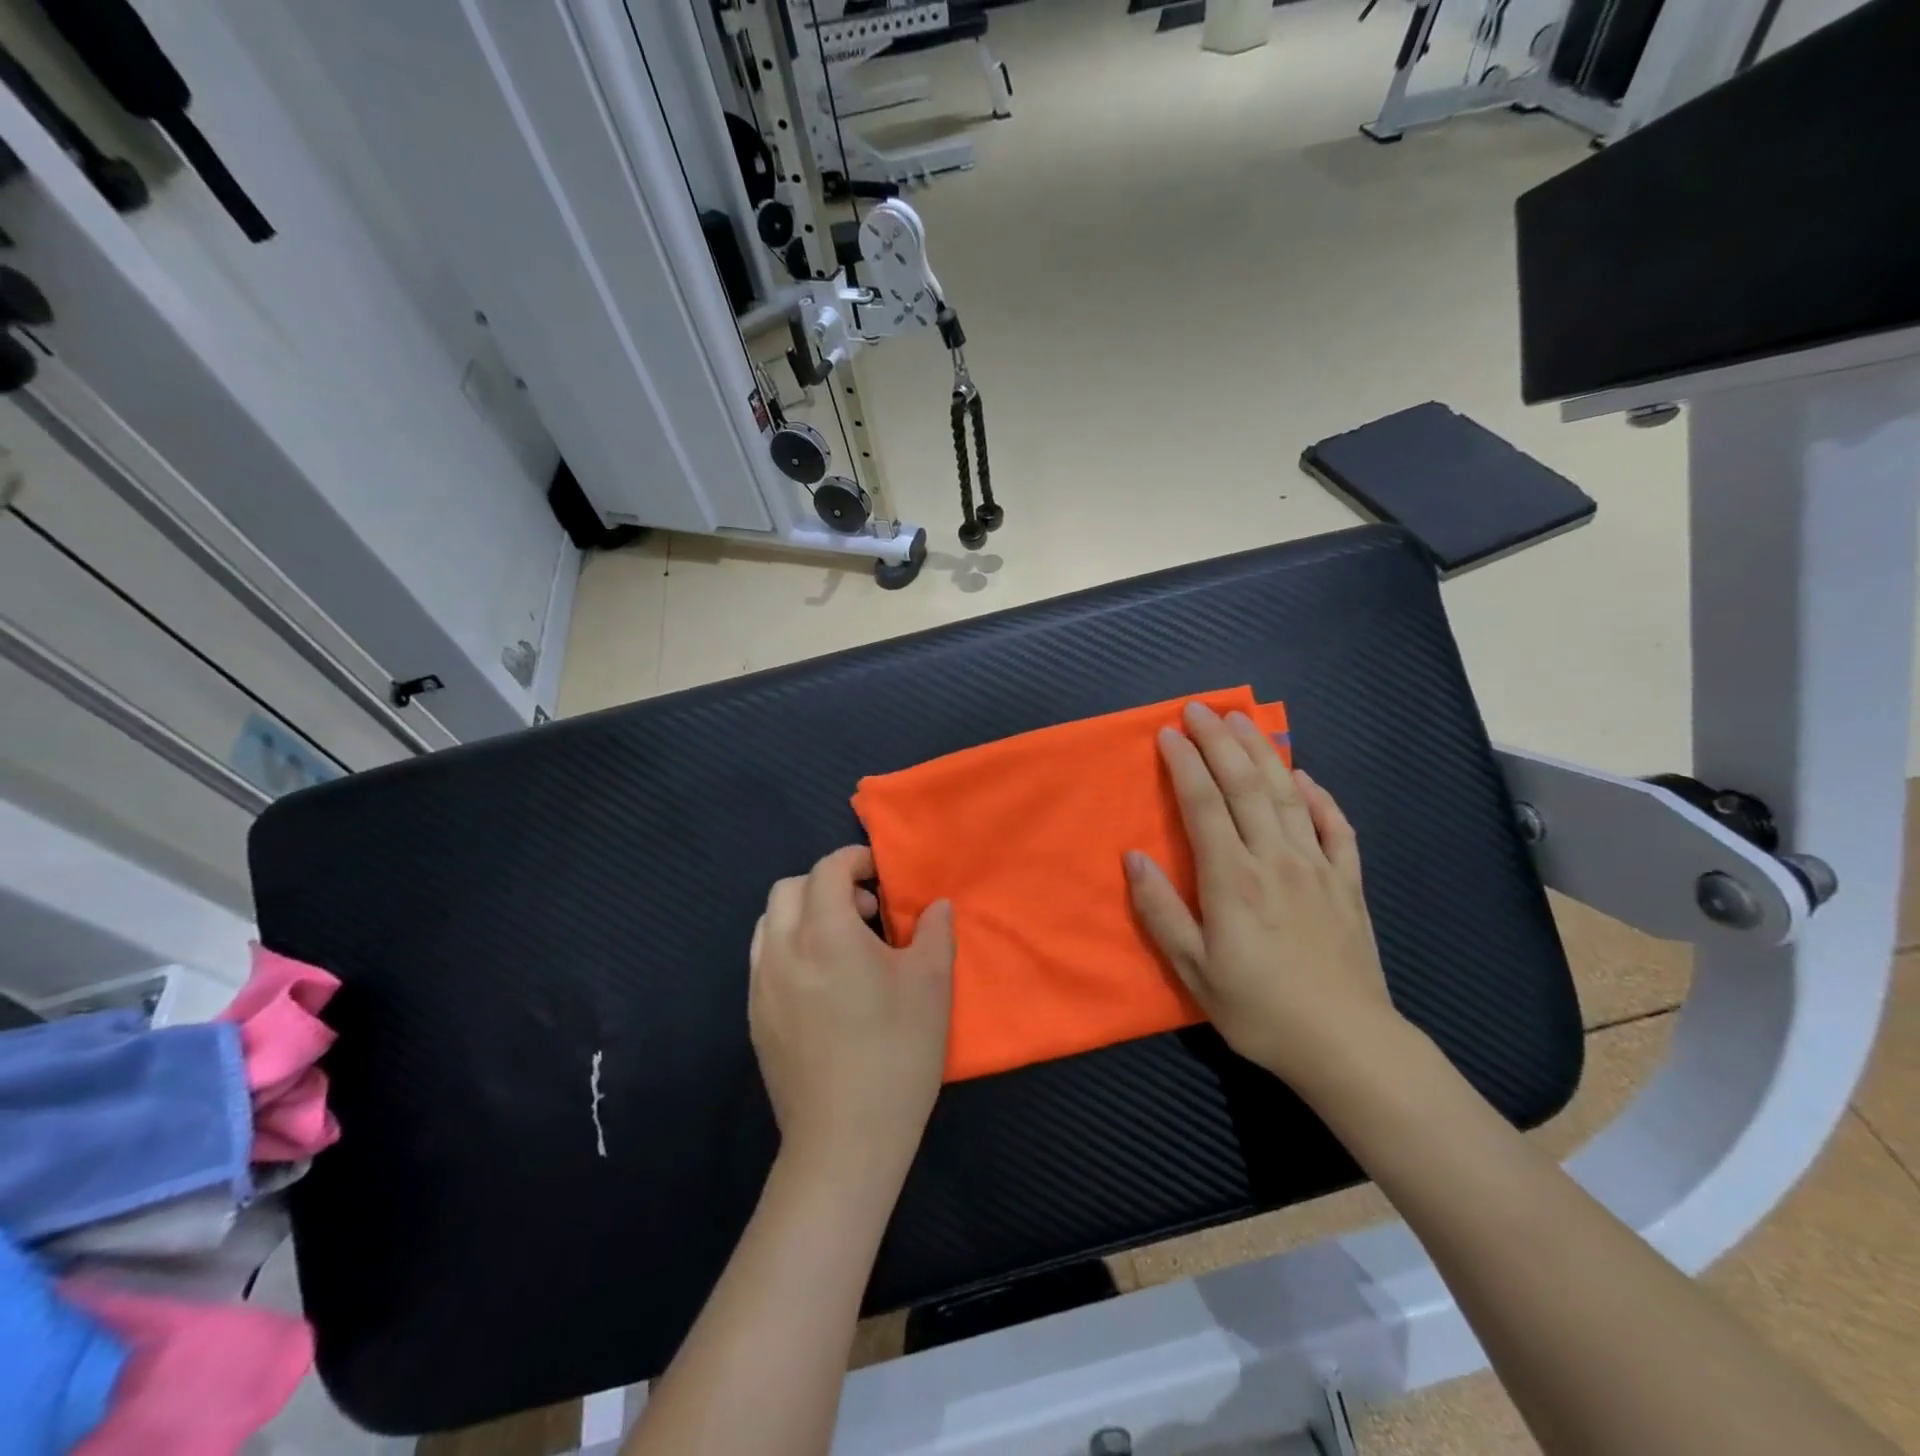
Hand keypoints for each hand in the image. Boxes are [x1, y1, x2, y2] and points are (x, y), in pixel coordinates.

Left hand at [749, 845, 954, 1192]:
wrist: (845, 1141)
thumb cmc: (896, 1054)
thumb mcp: (931, 986)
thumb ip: (934, 932)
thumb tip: (934, 905)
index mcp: (826, 933)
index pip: (828, 870)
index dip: (855, 860)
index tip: (881, 875)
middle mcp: (783, 949)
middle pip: (789, 888)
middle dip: (826, 884)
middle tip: (865, 912)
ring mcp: (761, 984)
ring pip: (769, 921)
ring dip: (803, 914)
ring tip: (841, 944)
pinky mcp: (754, 1016)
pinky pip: (763, 958)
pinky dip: (789, 946)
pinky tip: (821, 982)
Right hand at [1124, 700, 1400, 1093]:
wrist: (1347, 1044)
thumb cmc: (1259, 1009)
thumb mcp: (1193, 970)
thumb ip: (1161, 910)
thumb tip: (1132, 858)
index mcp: (1233, 878)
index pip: (1204, 804)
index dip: (1184, 763)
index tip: (1168, 733)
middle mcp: (1275, 858)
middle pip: (1246, 785)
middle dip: (1220, 741)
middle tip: (1200, 708)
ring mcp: (1318, 867)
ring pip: (1289, 795)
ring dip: (1263, 753)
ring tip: (1244, 721)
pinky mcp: (1348, 883)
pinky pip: (1336, 827)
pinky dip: (1320, 797)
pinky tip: (1306, 777)